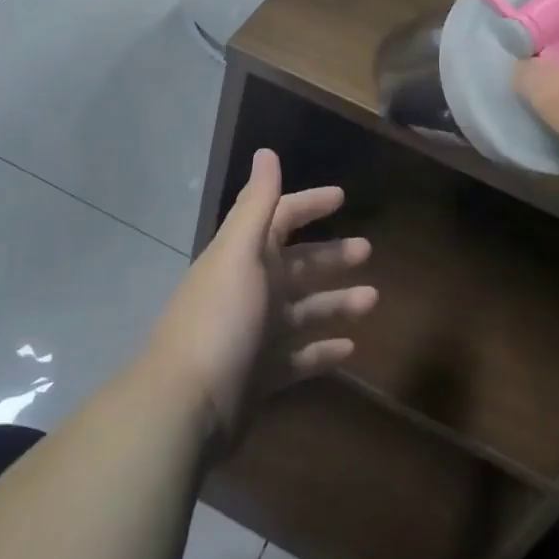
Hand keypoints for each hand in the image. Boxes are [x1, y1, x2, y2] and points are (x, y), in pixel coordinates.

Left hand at [146, 150, 377, 448]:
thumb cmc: (220, 319)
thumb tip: (266, 152)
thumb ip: (257, 204)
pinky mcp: (261, 376)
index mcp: (244, 256)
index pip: (280, 218)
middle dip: (330, 256)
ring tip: (373, 299)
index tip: (340, 197)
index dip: (308, 204)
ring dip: (336, 302)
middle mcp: (250, 289)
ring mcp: (256, 334)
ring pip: (304, 310)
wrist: (186, 407)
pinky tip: (351, 348)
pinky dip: (323, 350)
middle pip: (297, 264)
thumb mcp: (239, 253)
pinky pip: (300, 357)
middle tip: (367, 250)